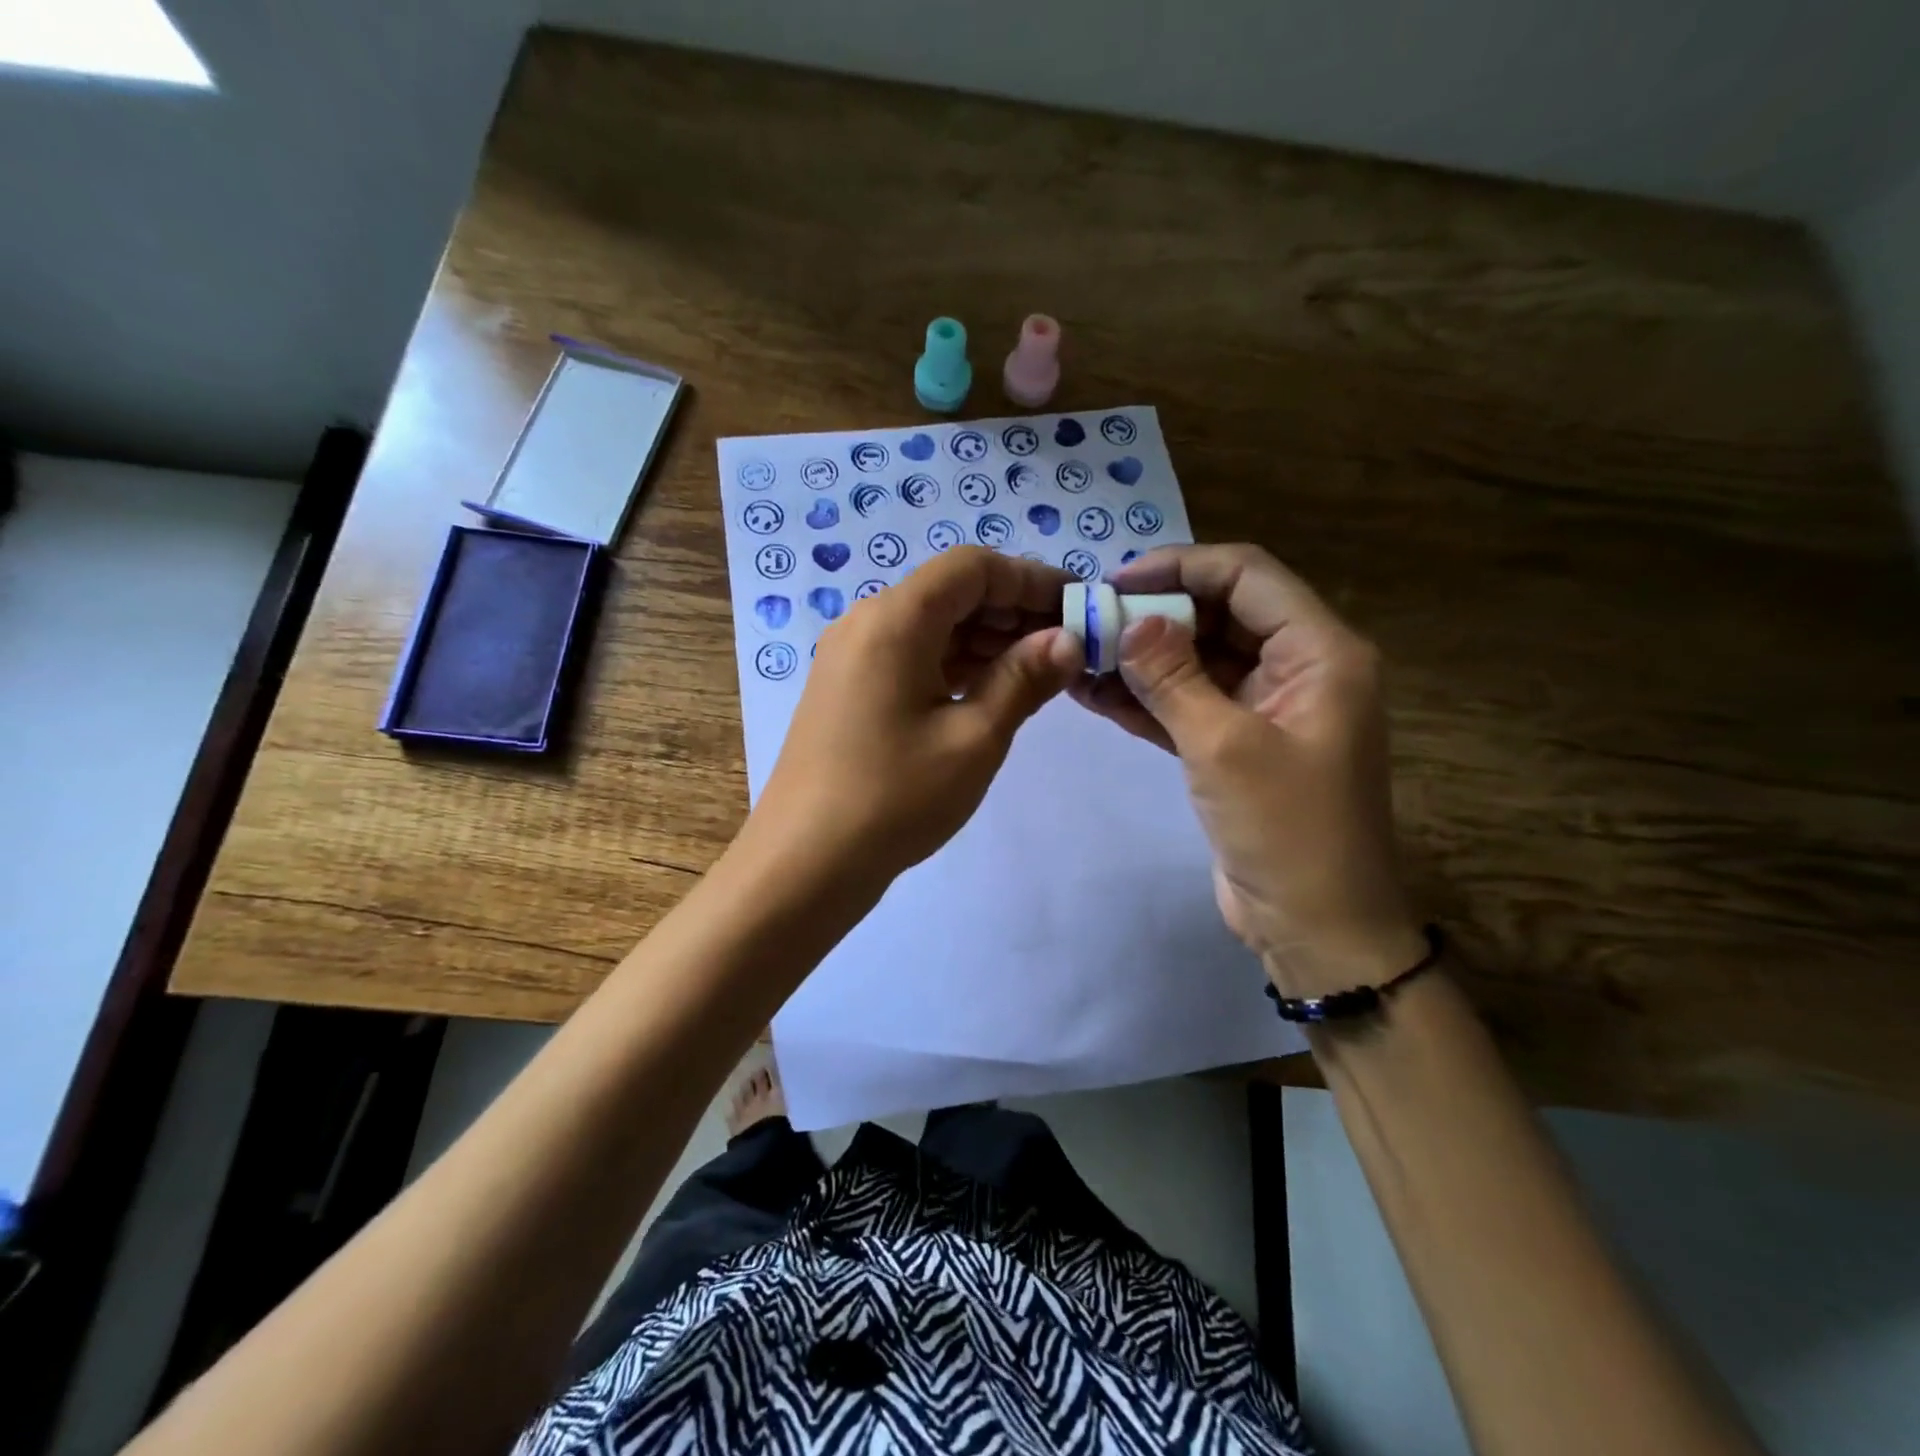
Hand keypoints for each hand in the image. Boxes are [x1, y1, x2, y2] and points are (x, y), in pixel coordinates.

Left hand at [749, 546, 1082, 888]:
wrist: (804, 863)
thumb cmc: (895, 798)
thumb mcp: (974, 738)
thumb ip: (1023, 679)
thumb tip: (1068, 640)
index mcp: (894, 619)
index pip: (972, 567)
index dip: (1030, 579)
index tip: (1076, 606)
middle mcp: (867, 622)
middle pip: (950, 592)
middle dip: (1012, 610)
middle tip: (1067, 644)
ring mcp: (851, 656)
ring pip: (931, 625)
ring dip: (985, 638)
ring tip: (1039, 671)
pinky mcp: (848, 688)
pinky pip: (911, 655)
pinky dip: (954, 662)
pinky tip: (991, 690)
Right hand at [1070, 544, 1424, 996]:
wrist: (1316, 927)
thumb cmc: (1286, 830)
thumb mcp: (1223, 745)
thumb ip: (1173, 677)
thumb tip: (1132, 622)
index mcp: (1320, 652)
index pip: (1247, 576)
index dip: (1181, 567)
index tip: (1117, 581)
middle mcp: (1299, 669)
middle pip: (1220, 615)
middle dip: (1155, 613)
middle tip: (1090, 619)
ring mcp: (1267, 710)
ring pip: (1199, 661)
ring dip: (1143, 658)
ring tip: (1080, 652)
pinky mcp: (1238, 746)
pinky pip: (1190, 704)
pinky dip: (1147, 699)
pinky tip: (1094, 693)